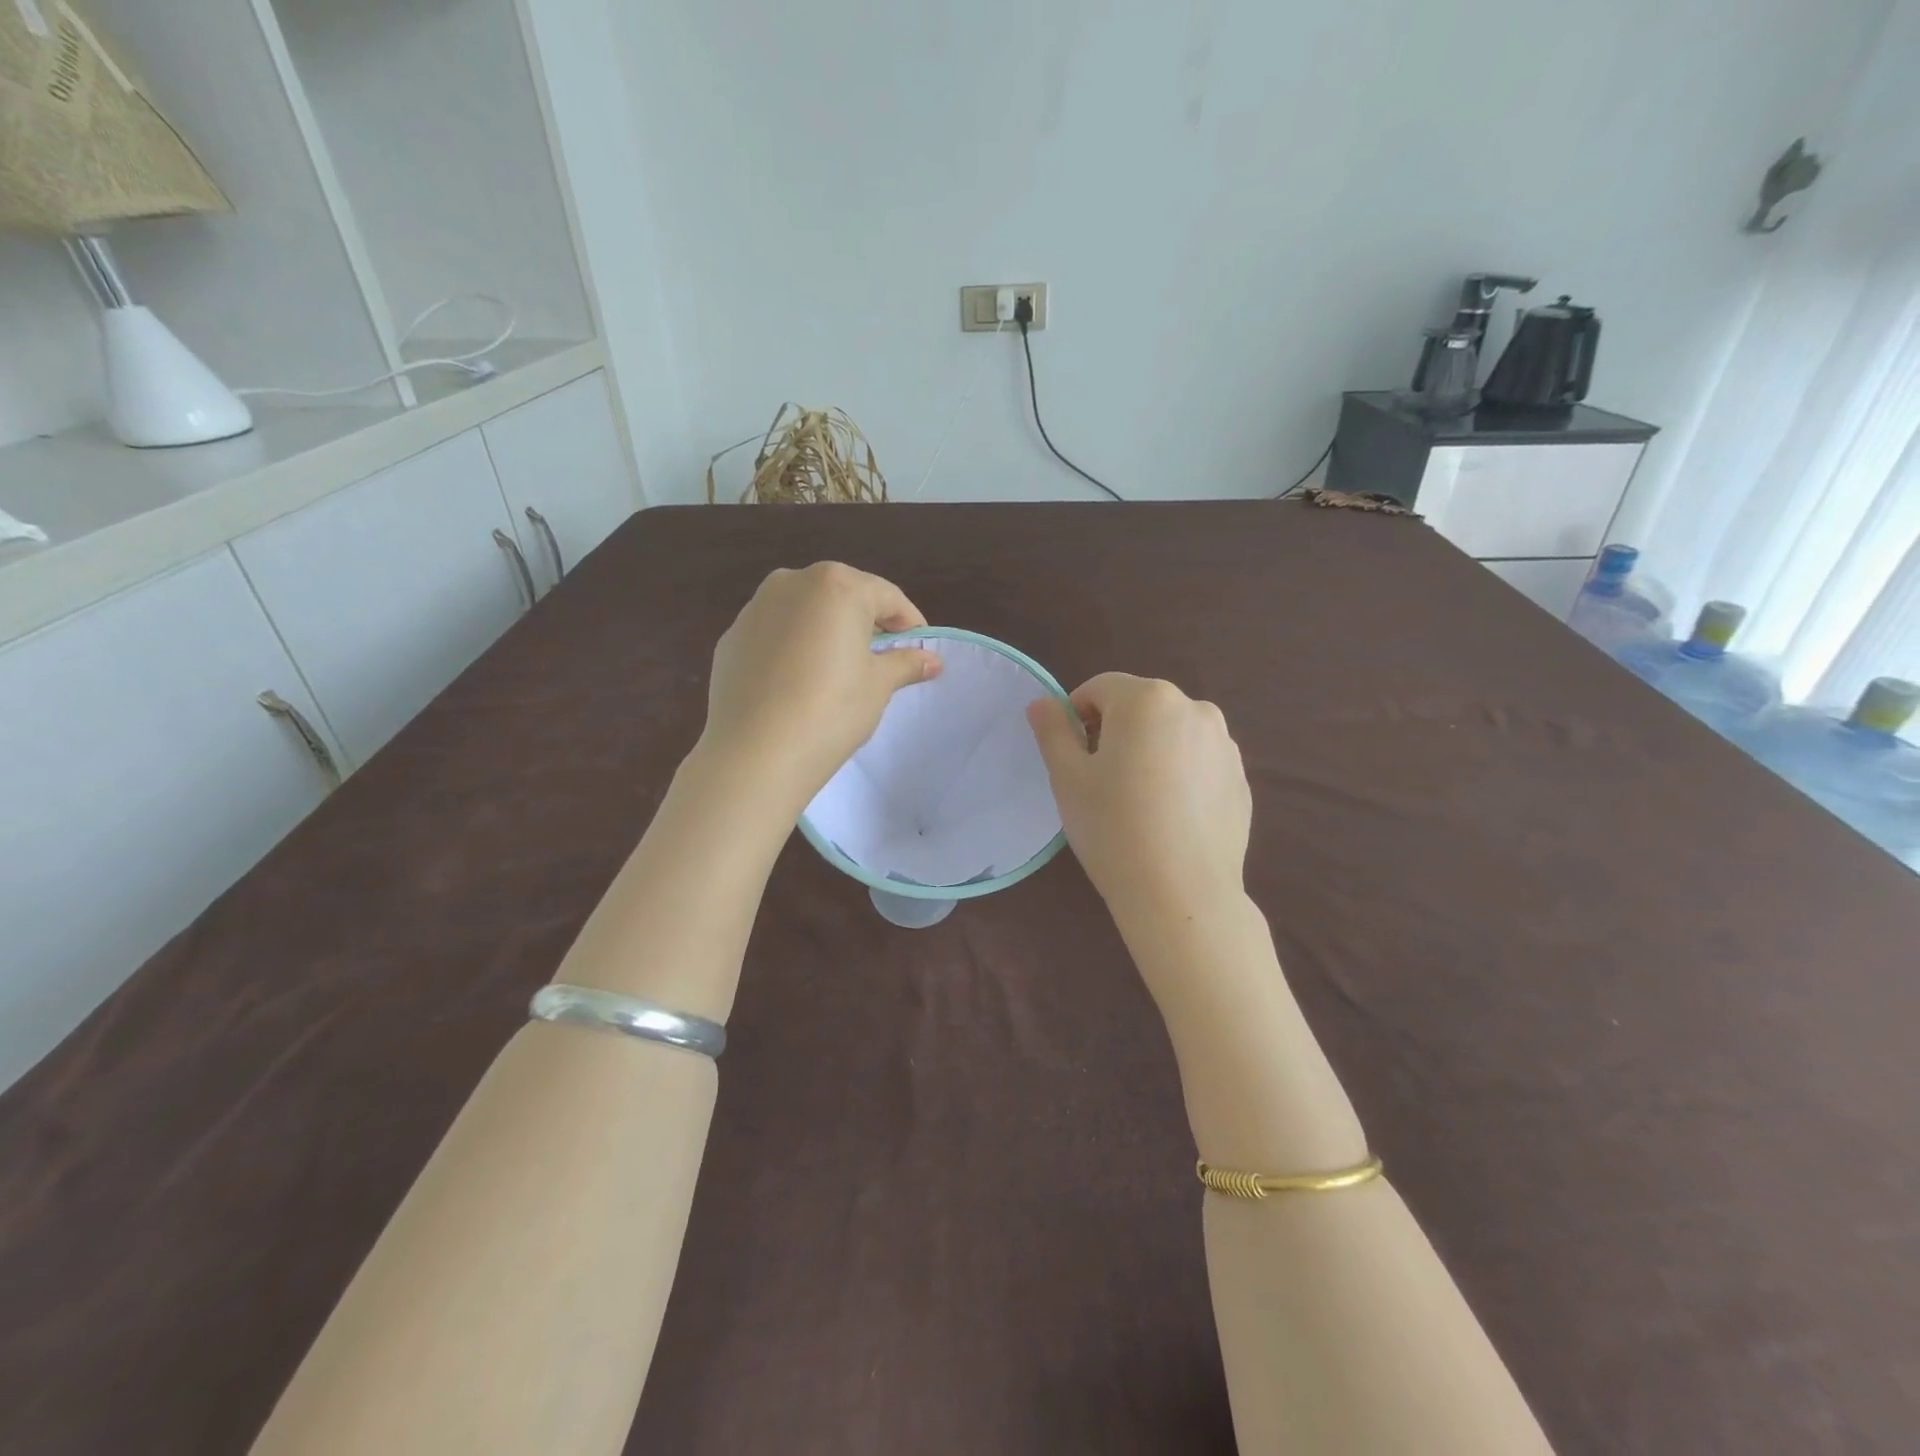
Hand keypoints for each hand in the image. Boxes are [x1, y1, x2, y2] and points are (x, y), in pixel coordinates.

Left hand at [699, 562, 941, 814]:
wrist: (756, 753)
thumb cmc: (831, 710)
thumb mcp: (878, 685)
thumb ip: (905, 663)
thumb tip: (932, 660)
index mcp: (836, 585)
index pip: (886, 596)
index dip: (909, 623)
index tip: (920, 650)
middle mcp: (791, 583)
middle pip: (842, 596)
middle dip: (865, 623)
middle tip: (881, 659)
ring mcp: (754, 609)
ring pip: (804, 612)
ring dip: (826, 632)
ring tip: (838, 671)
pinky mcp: (731, 639)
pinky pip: (774, 635)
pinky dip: (792, 648)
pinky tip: (798, 684)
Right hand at [1027, 674, 1250, 928]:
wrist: (1181, 894)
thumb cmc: (1113, 828)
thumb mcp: (1068, 778)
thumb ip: (1052, 731)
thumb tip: (1042, 704)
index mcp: (1147, 699)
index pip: (1099, 689)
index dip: (1076, 717)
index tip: (1072, 758)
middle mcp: (1194, 708)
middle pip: (1138, 707)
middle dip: (1114, 732)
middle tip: (1100, 782)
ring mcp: (1224, 743)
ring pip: (1170, 733)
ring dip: (1148, 750)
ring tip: (1137, 801)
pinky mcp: (1240, 777)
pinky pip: (1197, 761)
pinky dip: (1178, 774)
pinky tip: (1168, 817)